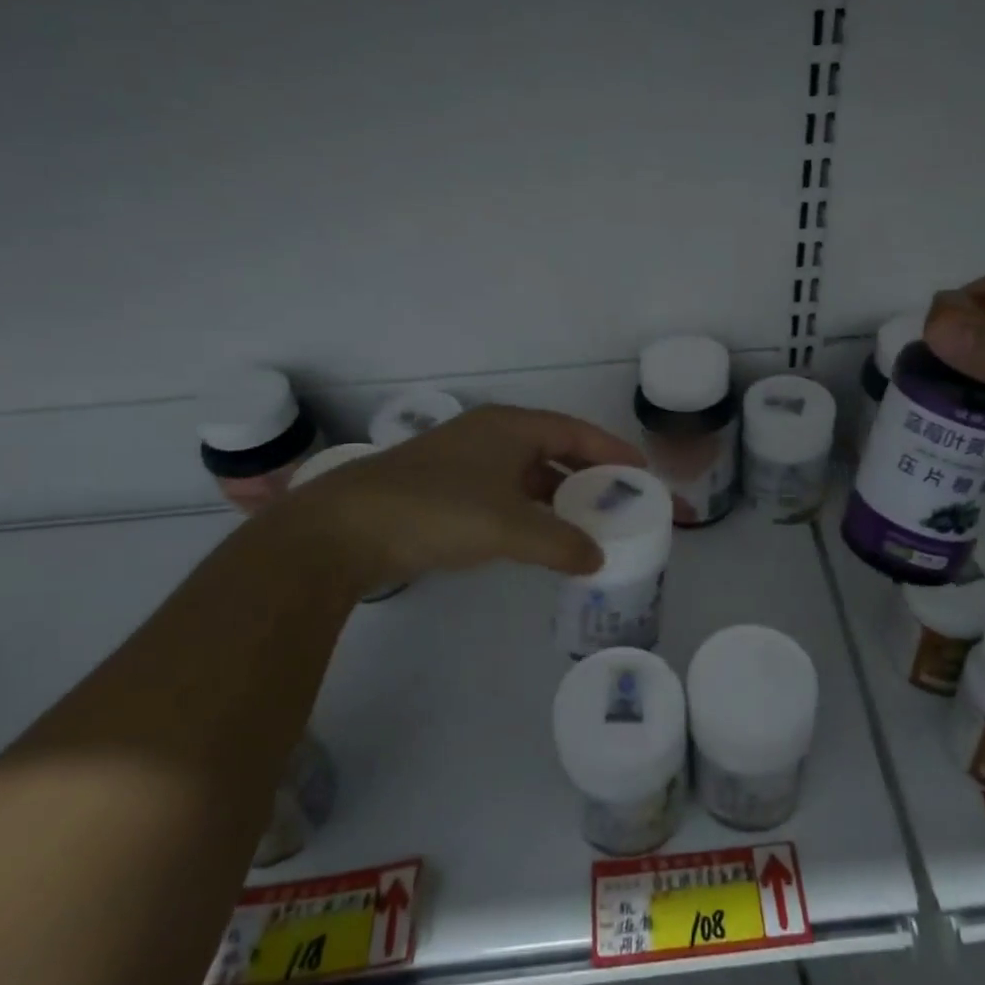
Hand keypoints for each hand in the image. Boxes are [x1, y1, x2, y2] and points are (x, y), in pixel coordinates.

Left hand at [272, 405, 646, 588]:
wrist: (344, 529)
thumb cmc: (436, 510)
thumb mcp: (508, 526)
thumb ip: (560, 542)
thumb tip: (597, 557)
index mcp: (509, 427)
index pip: (575, 432)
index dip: (611, 451)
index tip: (641, 472)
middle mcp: (490, 436)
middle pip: (553, 451)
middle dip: (587, 476)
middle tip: (620, 502)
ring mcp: (464, 463)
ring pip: (526, 476)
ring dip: (557, 498)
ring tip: (588, 524)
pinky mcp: (444, 491)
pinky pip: (503, 495)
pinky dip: (528, 513)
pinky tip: (539, 538)